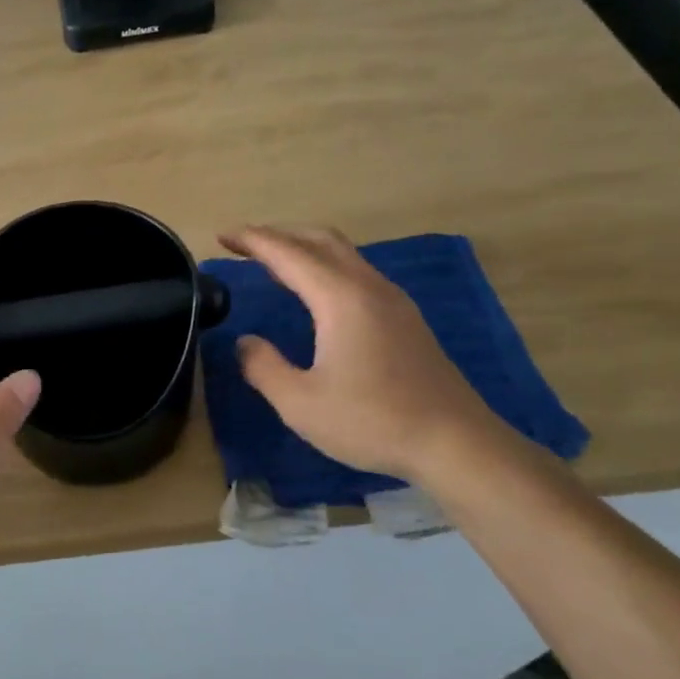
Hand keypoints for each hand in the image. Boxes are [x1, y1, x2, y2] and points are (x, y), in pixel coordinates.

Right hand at [218, 225, 514, 483]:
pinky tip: (316, 292)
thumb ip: (263, 367)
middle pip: (320, 240)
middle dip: (279, 234)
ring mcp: (393, 301)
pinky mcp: (406, 319)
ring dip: (305, 248)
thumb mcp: (300, 403)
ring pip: (344, 254)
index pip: (288, 254)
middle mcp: (368, 287)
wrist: (457, 444)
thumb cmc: (373, 421)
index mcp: (340, 299)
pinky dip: (326, 267)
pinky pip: (357, 273)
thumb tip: (246, 343)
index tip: (223, 236)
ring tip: (273, 262)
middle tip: (244, 243)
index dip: (253, 241)